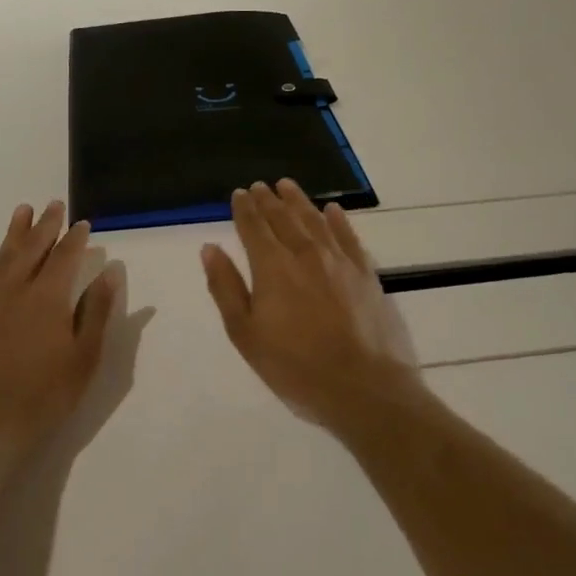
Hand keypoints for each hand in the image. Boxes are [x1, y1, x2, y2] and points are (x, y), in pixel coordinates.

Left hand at [0, 201, 118, 456]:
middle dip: (45, 225)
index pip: (65, 258)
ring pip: (2, 257)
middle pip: (32, 249)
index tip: (83, 223)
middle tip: (54, 204)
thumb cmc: (43, 396)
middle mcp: (15, 290)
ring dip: (14, 232)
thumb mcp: (83, 358)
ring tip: (22, 210)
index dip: (75, 239)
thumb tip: (111, 271)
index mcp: (48, 298)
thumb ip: (97, 311)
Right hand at [201, 180, 426, 428]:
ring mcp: (339, 262)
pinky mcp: (366, 274)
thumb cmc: (296, 368)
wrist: (364, 389)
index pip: (254, 227)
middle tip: (260, 186)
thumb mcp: (246, 335)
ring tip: (287, 186)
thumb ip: (226, 288)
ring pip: (315, 220)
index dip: (245, 209)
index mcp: (272, 267)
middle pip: (284, 218)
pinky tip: (332, 210)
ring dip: (299, 201)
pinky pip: (349, 236)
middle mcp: (305, 254)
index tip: (239, 194)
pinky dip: (338, 220)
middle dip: (269, 200)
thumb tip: (210, 248)